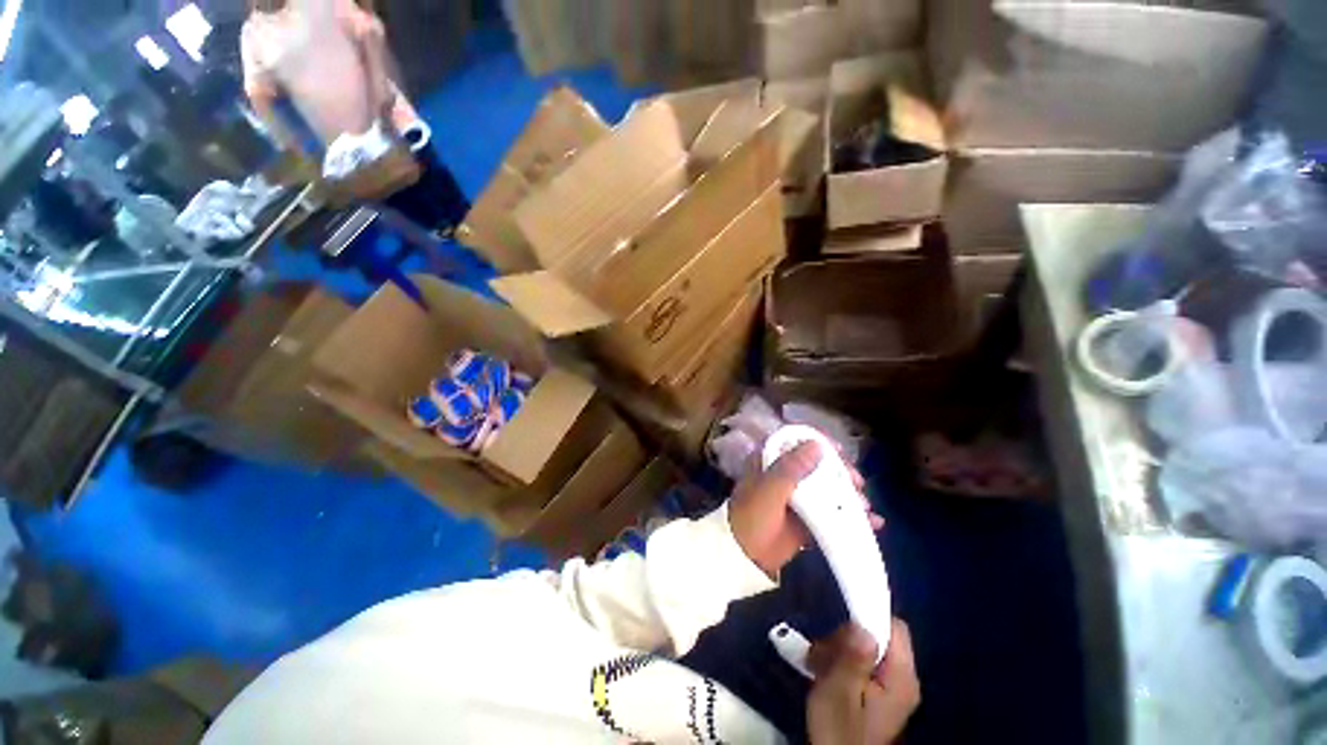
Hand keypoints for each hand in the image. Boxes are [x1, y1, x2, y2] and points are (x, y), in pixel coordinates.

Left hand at [728, 441, 882, 578]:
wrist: (744, 558)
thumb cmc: (751, 517)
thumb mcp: (768, 490)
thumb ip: (790, 468)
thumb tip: (817, 445)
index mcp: (769, 460)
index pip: (795, 441)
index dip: (818, 442)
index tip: (841, 451)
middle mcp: (784, 473)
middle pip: (816, 463)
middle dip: (840, 470)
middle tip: (857, 481)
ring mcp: (797, 496)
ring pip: (827, 486)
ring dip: (848, 493)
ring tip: (864, 505)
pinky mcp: (807, 518)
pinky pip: (831, 512)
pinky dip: (850, 516)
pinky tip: (872, 522)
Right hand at [807, 620, 919, 744]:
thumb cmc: (839, 731)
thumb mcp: (839, 693)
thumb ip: (853, 658)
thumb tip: (863, 626)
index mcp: (901, 678)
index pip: (895, 628)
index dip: (868, 617)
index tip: (838, 625)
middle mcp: (902, 680)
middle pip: (878, 636)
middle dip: (844, 637)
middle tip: (820, 651)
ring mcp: (890, 688)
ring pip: (865, 647)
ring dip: (837, 649)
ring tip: (815, 663)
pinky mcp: (877, 694)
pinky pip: (861, 663)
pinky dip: (840, 661)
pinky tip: (821, 671)